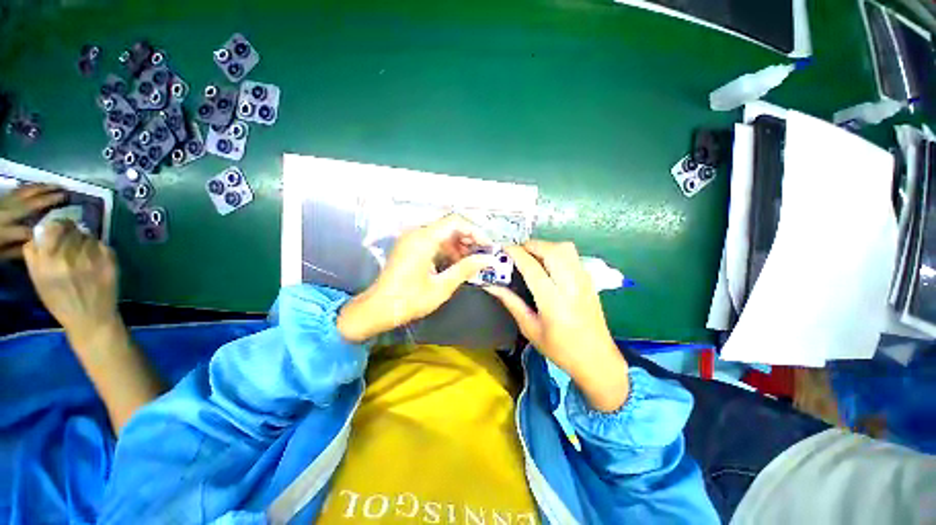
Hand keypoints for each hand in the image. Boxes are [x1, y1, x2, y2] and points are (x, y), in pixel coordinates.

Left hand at [0, 184, 65, 259]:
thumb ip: (16, 251)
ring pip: (23, 192)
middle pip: (29, 204)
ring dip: (41, 188)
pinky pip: (17, 191)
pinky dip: (29, 188)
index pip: (29, 231)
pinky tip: (38, 186)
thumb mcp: (1, 255)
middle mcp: (5, 213)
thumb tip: (37, 246)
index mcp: (5, 230)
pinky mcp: (1, 199)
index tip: (63, 229)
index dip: (45, 231)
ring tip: (56, 185)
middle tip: (66, 194)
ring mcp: (3, 203)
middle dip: (48, 199)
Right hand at [22, 220, 121, 350]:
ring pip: (88, 236)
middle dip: (71, 232)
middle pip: (71, 229)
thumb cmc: (61, 301)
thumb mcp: (38, 279)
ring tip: (84, 254)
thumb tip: (40, 232)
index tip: (59, 230)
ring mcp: (90, 258)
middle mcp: (67, 256)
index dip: (57, 226)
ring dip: (86, 240)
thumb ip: (35, 254)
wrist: (91, 318)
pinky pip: (103, 245)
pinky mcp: (109, 261)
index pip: (53, 228)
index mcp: (47, 261)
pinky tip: (97, 260)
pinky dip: (99, 249)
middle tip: (73, 241)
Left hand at [337, 214, 497, 342]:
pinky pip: (433, 241)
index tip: (487, 247)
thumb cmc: (409, 300)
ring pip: (442, 233)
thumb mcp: (442, 287)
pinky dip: (447, 249)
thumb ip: (465, 269)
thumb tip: (487, 259)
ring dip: (458, 245)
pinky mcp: (410, 246)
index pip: (455, 222)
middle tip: (482, 255)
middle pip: (449, 226)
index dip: (475, 231)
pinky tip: (455, 263)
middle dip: (468, 239)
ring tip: (471, 262)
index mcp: (423, 239)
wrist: (378, 308)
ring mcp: (411, 239)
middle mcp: (416, 233)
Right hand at [484, 241, 628, 411]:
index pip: (532, 267)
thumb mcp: (530, 328)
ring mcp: (583, 280)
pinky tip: (548, 264)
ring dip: (545, 246)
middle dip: (531, 245)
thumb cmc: (560, 349)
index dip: (516, 254)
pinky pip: (572, 255)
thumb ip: (511, 302)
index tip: (503, 249)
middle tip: (518, 252)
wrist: (597, 359)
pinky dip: (557, 252)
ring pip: (565, 248)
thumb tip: (492, 286)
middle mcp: (571, 285)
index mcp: (553, 301)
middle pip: (551, 250)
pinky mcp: (589, 280)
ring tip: (532, 255)